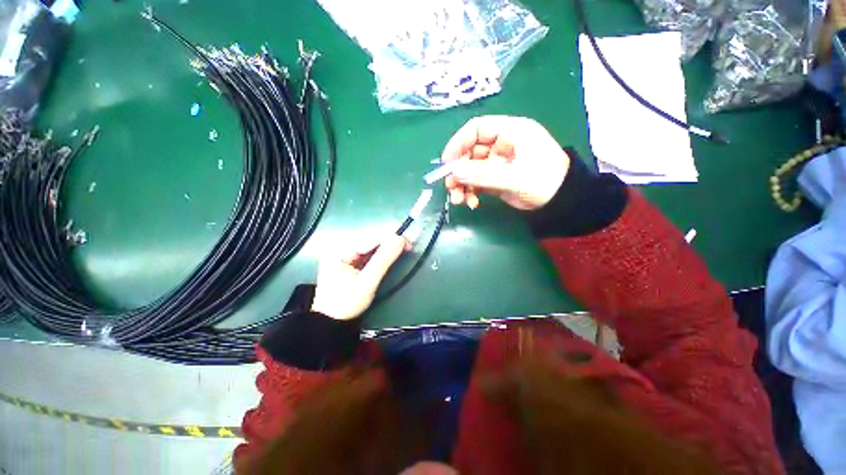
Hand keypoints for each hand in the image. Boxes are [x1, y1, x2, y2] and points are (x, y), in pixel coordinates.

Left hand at [311, 235, 409, 320]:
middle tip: (408, 247)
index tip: (408, 243)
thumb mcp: (367, 282)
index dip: (390, 238)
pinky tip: (390, 256)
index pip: (369, 238)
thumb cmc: (347, 303)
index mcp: (339, 250)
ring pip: (369, 248)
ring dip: (386, 249)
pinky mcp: (348, 264)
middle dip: (389, 243)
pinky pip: (367, 255)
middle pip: (369, 241)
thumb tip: (399, 239)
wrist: (332, 324)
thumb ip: (383, 260)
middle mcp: (339, 249)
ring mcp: (343, 256)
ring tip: (403, 249)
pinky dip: (380, 256)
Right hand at [442, 116, 570, 209]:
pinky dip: (470, 192)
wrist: (560, 201)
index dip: (458, 143)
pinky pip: (476, 182)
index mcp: (510, 131)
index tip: (447, 163)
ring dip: (461, 184)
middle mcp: (500, 144)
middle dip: (458, 170)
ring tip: (459, 199)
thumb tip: (453, 172)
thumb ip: (483, 174)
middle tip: (451, 187)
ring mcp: (496, 163)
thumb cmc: (545, 180)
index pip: (476, 129)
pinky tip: (472, 203)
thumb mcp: (515, 176)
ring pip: (470, 169)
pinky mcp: (495, 178)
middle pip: (469, 152)